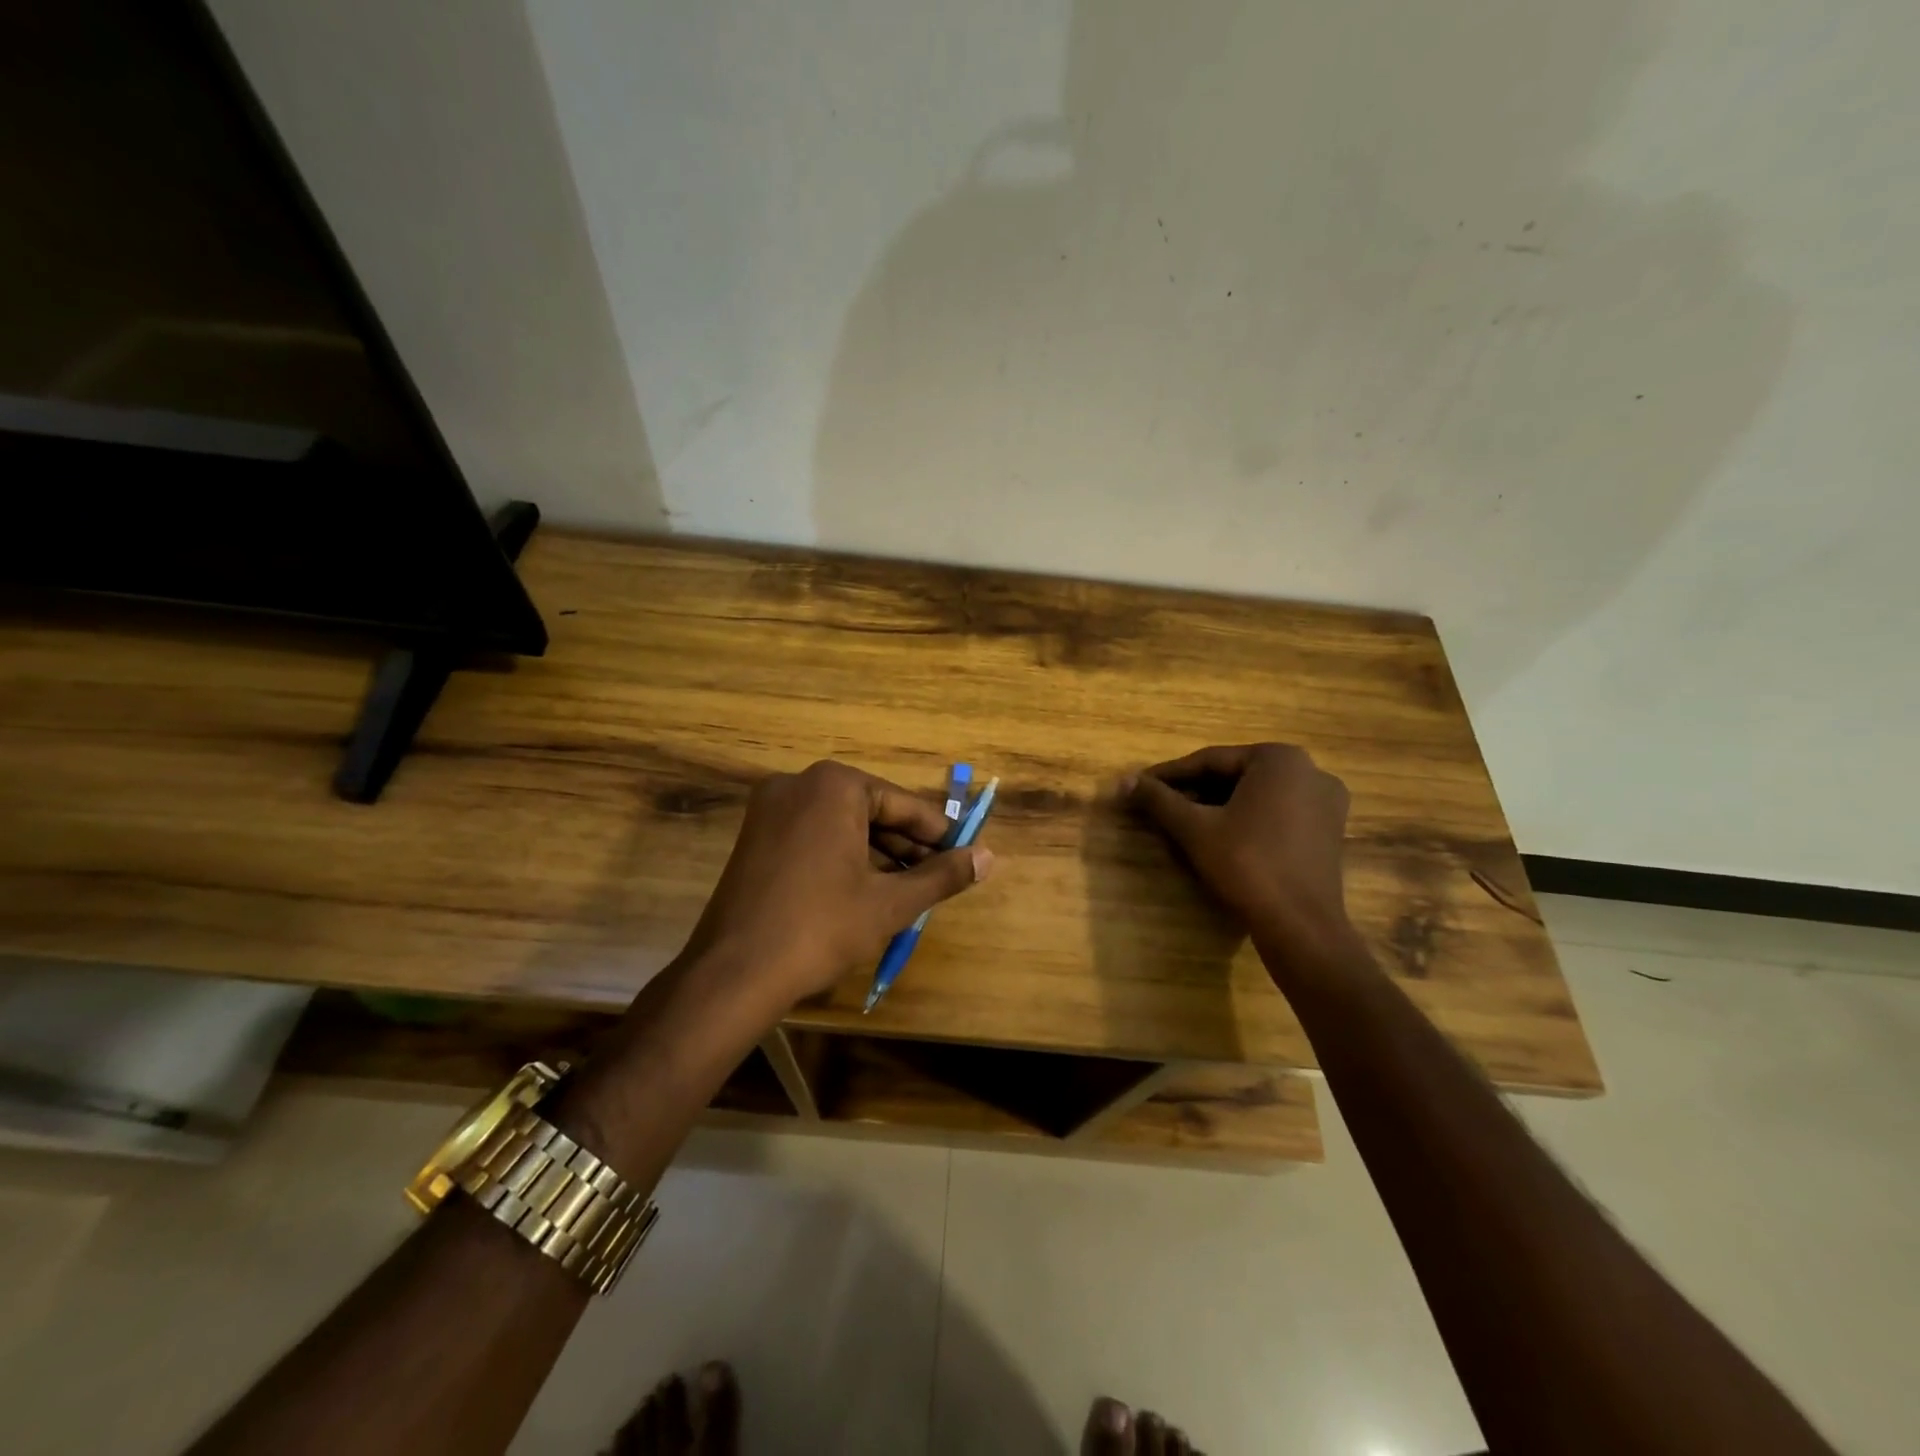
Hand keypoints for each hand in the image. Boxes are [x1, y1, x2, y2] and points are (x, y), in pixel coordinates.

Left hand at [683, 761, 992, 1005]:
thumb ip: (943, 876)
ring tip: (911, 889)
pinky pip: (815, 837)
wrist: (734, 973)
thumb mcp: (891, 902)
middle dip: (906, 846)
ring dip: (878, 855)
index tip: (965, 853)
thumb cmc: (821, 928)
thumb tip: (989, 857)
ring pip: (842, 826)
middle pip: (871, 811)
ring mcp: (770, 810)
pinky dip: (844, 858)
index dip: (938, 833)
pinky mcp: (755, 838)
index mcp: (834, 785)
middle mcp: (799, 784)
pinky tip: (868, 890)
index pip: (902, 803)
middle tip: (940, 877)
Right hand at [1125, 743, 1357, 967]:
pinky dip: (1244, 819)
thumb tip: (1123, 781)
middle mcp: (1309, 770)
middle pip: (1234, 776)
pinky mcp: (1328, 830)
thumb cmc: (1247, 865)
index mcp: (1280, 758)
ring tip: (1180, 822)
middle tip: (1157, 806)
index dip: (1169, 776)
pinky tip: (1217, 836)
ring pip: (1254, 795)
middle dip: (1194, 792)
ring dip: (1216, 806)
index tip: (1139, 786)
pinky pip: (1275, 813)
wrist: (1300, 926)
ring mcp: (1325, 801)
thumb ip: (1158, 800)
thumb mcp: (1194, 828)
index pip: (1209, 761)